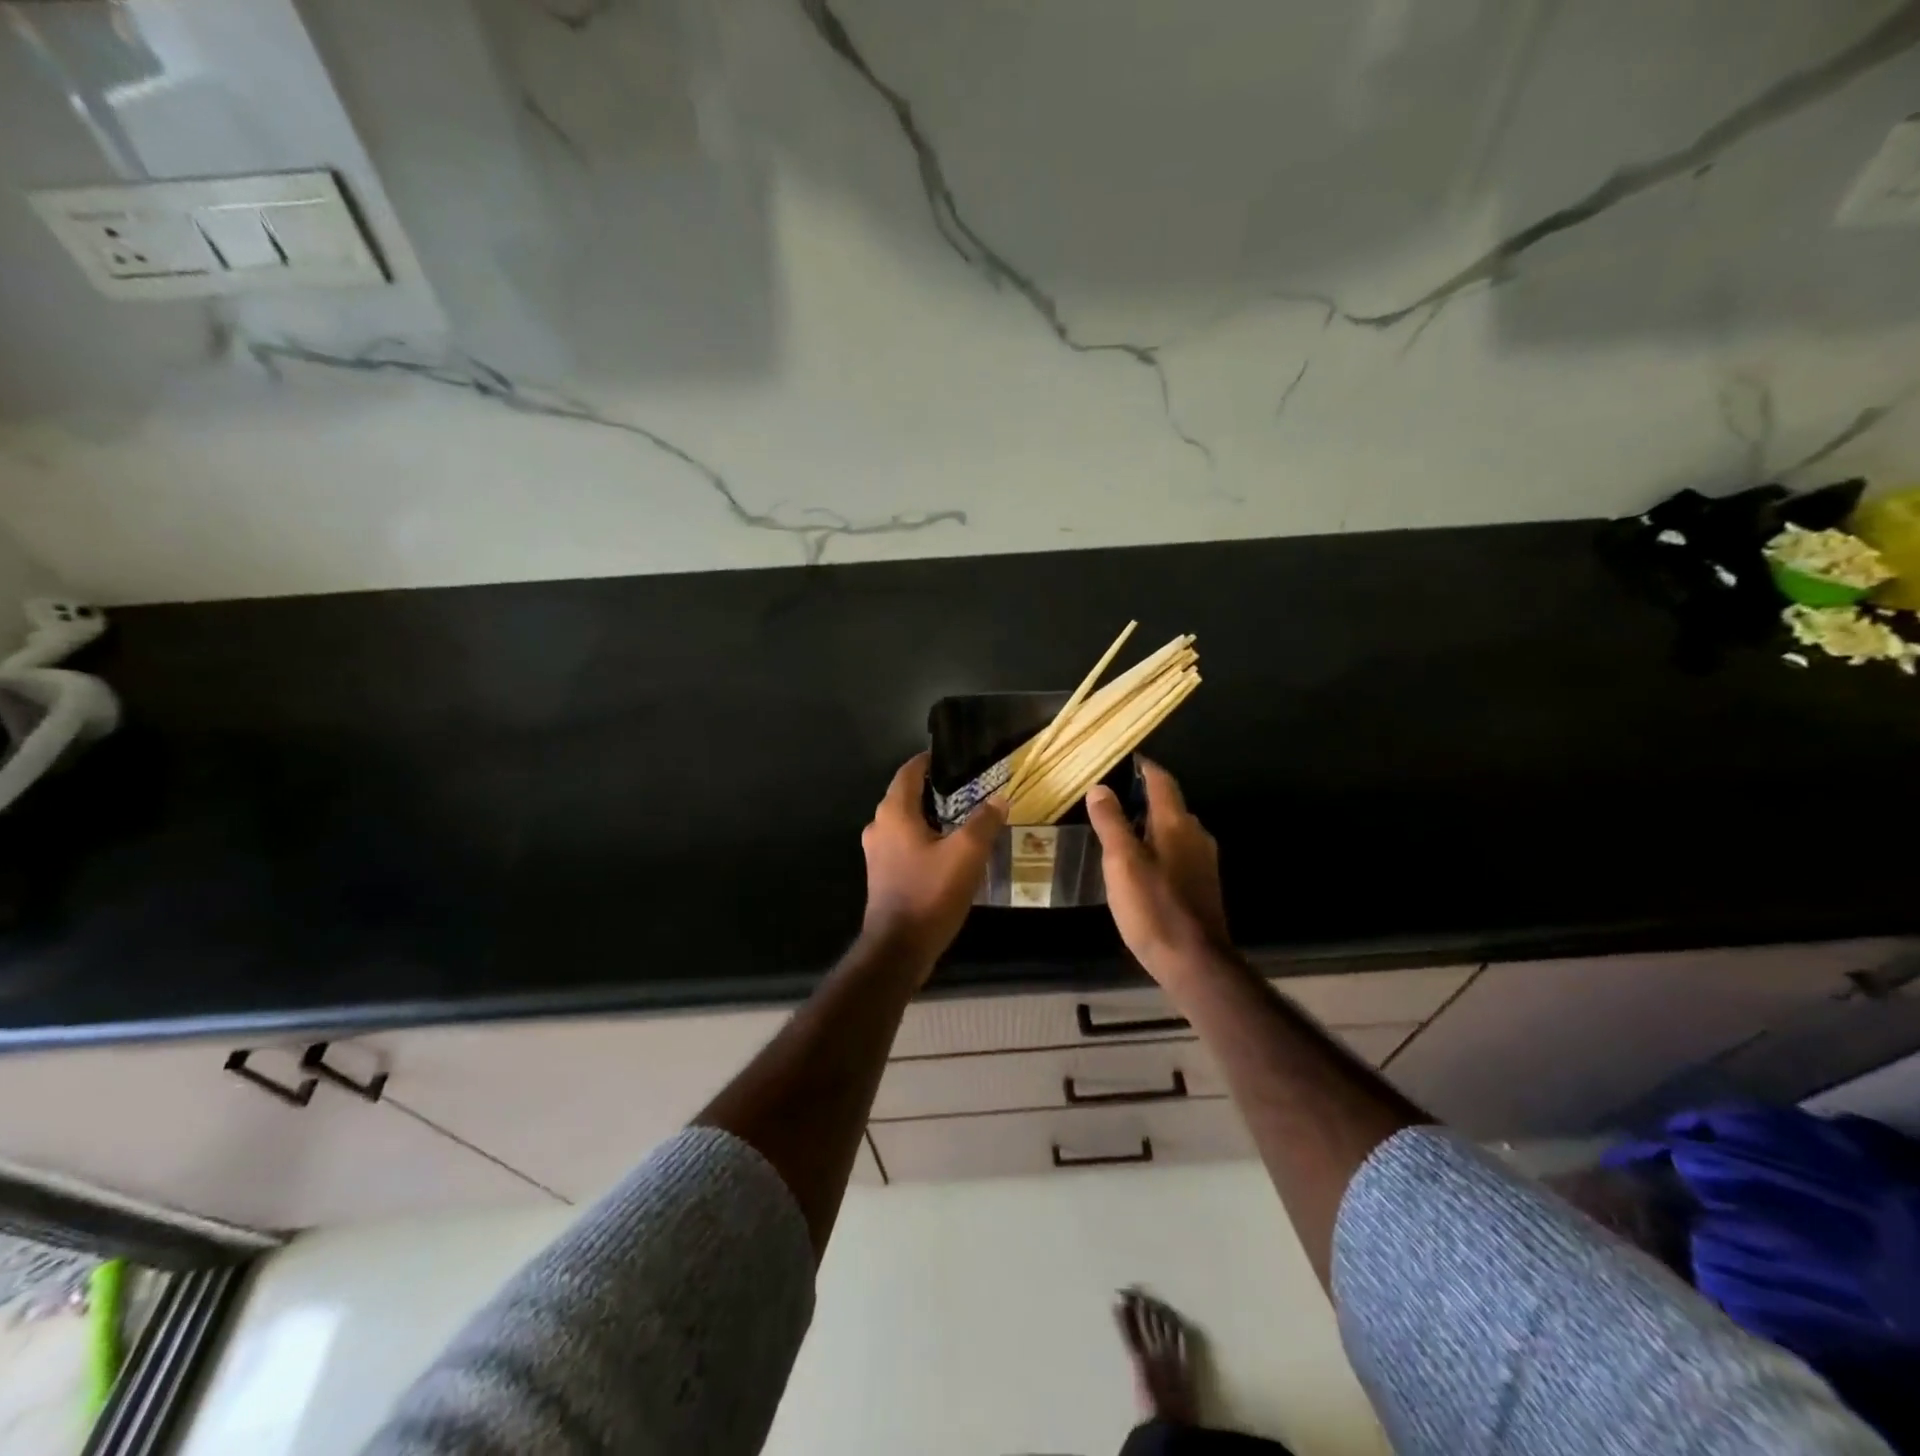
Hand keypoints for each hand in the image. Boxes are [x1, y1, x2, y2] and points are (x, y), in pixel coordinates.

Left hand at [859, 752, 1004, 978]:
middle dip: (934, 790)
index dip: (929, 761)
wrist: (898, 948)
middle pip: (906, 796)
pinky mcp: (883, 875)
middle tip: (968, 788)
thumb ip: (984, 821)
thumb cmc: (930, 892)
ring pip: (906, 823)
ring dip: (931, 817)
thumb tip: (999, 798)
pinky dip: (925, 840)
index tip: (953, 757)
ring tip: (963, 818)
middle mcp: (879, 827)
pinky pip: (905, 845)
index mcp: (894, 813)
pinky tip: (948, 851)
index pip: (908, 772)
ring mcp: (877, 853)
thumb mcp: (967, 854)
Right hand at [1086, 759, 1229, 983]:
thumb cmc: (1153, 907)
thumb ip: (1111, 823)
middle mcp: (1196, 835)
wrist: (1194, 962)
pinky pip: (1179, 852)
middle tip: (1112, 801)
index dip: (1144, 769)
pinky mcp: (1202, 885)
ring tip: (1120, 831)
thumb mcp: (1121, 862)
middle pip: (1170, 805)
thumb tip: (1099, 788)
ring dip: (1150, 824)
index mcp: (1177, 824)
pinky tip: (1140, 865)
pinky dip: (1158, 847)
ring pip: (1175, 830)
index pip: (1161, 782)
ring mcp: (1203, 861)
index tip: (1124, 762)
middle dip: (1143, 797)